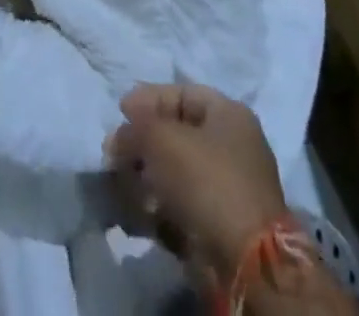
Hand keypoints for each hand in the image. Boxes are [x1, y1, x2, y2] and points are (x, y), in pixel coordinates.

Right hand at [104, 83, 290, 281]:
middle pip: (176, 135)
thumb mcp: (161, 138)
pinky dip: (156, 209)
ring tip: (121, 187)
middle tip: (115, 154)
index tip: (120, 112)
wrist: (243, 264)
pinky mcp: (217, 228)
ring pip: (174, 174)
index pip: (181, 94)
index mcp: (229, 115)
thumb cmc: (205, 180)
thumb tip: (118, 138)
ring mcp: (226, 190)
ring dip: (145, 178)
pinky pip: (179, 207)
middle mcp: (232, 148)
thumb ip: (134, 129)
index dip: (148, 99)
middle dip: (142, 143)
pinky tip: (137, 215)